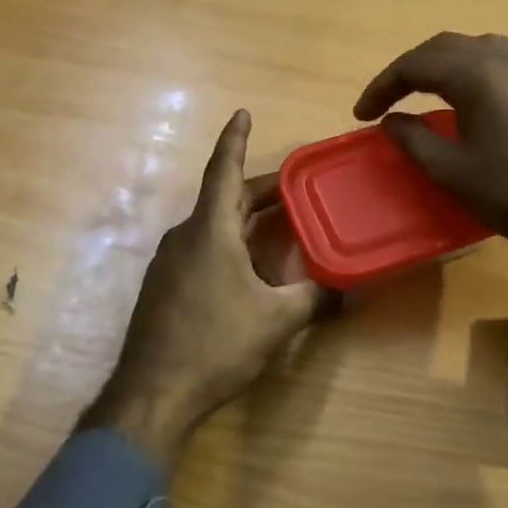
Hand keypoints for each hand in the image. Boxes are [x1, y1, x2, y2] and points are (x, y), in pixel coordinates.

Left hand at [81, 110, 334, 472]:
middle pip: (224, 199)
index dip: (234, 139)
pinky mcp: (164, 287)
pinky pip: (201, 250)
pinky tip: (248, 269)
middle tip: (295, 188)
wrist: (152, 394)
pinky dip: (228, 245)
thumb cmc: (215, 344)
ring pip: (212, 226)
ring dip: (244, 220)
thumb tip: (354, 291)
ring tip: (280, 226)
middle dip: (259, 190)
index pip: (224, 170)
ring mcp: (169, 262)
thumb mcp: (275, 321)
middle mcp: (185, 236)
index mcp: (210, 230)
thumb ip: (316, 299)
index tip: (242, 113)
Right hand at [353, 32, 507, 282]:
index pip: (414, 65)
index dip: (382, 87)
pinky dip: (466, 69)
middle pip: (441, 48)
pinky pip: (495, 59)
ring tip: (419, 91)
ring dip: (438, 64)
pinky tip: (462, 96)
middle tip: (384, 100)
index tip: (362, 114)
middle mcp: (501, 59)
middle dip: (407, 70)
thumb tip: (391, 121)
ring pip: (471, 47)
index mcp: (475, 74)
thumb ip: (414, 140)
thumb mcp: (452, 170)